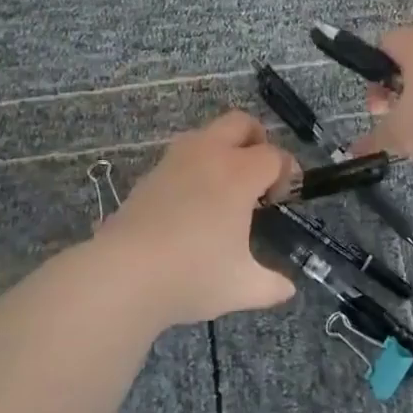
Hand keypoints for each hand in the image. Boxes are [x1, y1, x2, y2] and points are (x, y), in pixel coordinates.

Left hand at [96, 111, 297, 325]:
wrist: (124, 274)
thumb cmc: (192, 275)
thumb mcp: (242, 287)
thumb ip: (271, 285)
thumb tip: (287, 289)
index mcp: (239, 173)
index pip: (274, 155)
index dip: (286, 172)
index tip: (280, 199)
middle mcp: (209, 153)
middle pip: (241, 123)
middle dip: (257, 140)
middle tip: (259, 177)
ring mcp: (176, 159)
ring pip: (208, 132)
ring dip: (224, 149)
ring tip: (226, 189)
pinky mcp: (151, 172)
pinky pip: (184, 153)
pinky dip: (198, 165)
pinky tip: (194, 203)